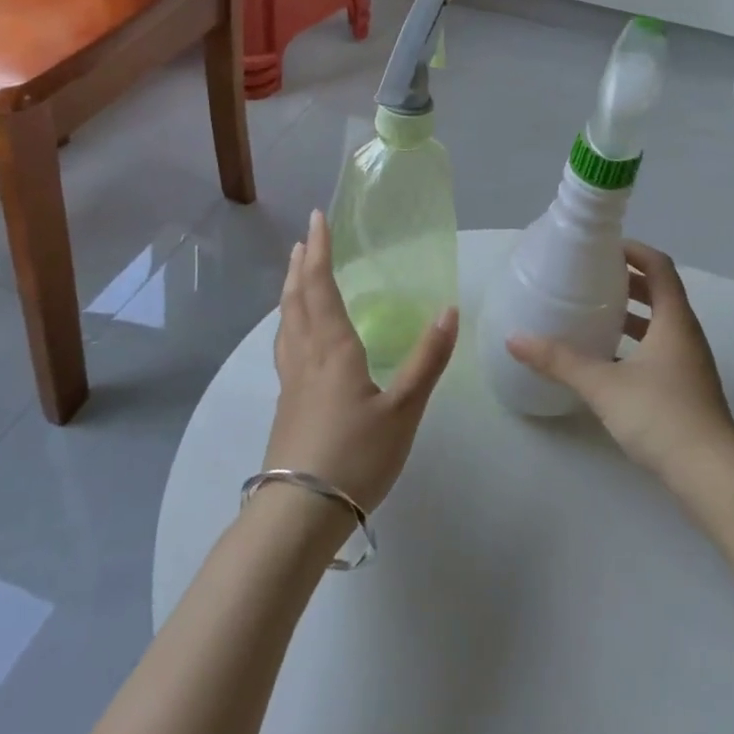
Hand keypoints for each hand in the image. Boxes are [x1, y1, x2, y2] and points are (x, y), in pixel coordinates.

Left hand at [264, 209, 458, 514]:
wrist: (299, 514)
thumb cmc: (355, 456)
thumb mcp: (403, 410)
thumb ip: (426, 360)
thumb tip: (448, 310)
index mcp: (333, 349)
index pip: (322, 287)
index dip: (321, 252)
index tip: (318, 220)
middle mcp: (306, 356)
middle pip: (297, 300)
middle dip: (301, 265)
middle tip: (305, 239)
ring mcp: (291, 382)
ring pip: (286, 323)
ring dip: (290, 291)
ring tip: (294, 275)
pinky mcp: (286, 405)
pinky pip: (285, 346)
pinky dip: (289, 322)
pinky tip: (296, 337)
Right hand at [506, 241, 733, 482]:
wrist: (713, 478)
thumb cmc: (662, 417)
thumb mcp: (603, 385)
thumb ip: (559, 361)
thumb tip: (515, 339)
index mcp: (674, 320)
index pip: (659, 266)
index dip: (633, 251)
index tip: (601, 248)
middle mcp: (686, 335)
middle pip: (660, 292)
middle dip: (627, 281)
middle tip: (589, 277)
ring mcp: (689, 365)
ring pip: (659, 324)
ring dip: (631, 314)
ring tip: (592, 313)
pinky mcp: (686, 390)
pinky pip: (659, 350)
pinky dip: (634, 344)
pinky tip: (606, 361)